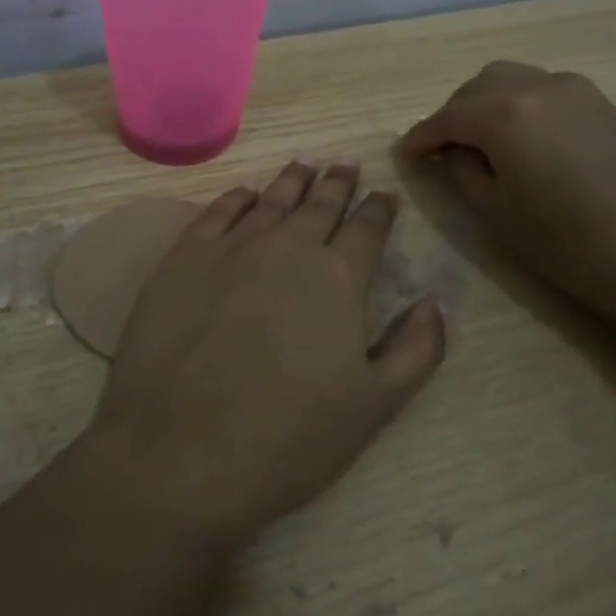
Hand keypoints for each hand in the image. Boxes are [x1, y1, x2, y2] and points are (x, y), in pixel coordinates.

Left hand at [83, 162, 446, 541]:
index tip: (384, 195)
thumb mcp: (374, 406)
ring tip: (305, 164)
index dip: (379, 208)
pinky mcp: (184, 256)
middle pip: (319, 204)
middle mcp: (287, 247)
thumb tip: (435, 301)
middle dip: (338, 183)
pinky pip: (218, 211)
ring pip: (271, 200)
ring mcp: (232, 247)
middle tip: (346, 164)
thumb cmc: (288, 439)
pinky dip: (237, 197)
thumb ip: (416, 349)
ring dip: (292, 181)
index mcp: (338, 277)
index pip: (367, 228)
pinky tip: (245, 193)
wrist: (181, 452)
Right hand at [400, 63, 615, 318]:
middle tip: (443, 150)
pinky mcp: (599, 103)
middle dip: (453, 115)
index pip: (447, 117)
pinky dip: (519, 104)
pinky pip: (541, 88)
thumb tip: (447, 151)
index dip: (421, 137)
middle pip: (477, 88)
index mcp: (503, 113)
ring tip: (481, 142)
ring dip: (485, 103)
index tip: (405, 154)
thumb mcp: (496, 213)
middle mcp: (535, 86)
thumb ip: (461, 171)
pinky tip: (522, 138)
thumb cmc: (568, 243)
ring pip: (510, 80)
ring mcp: (573, 89)